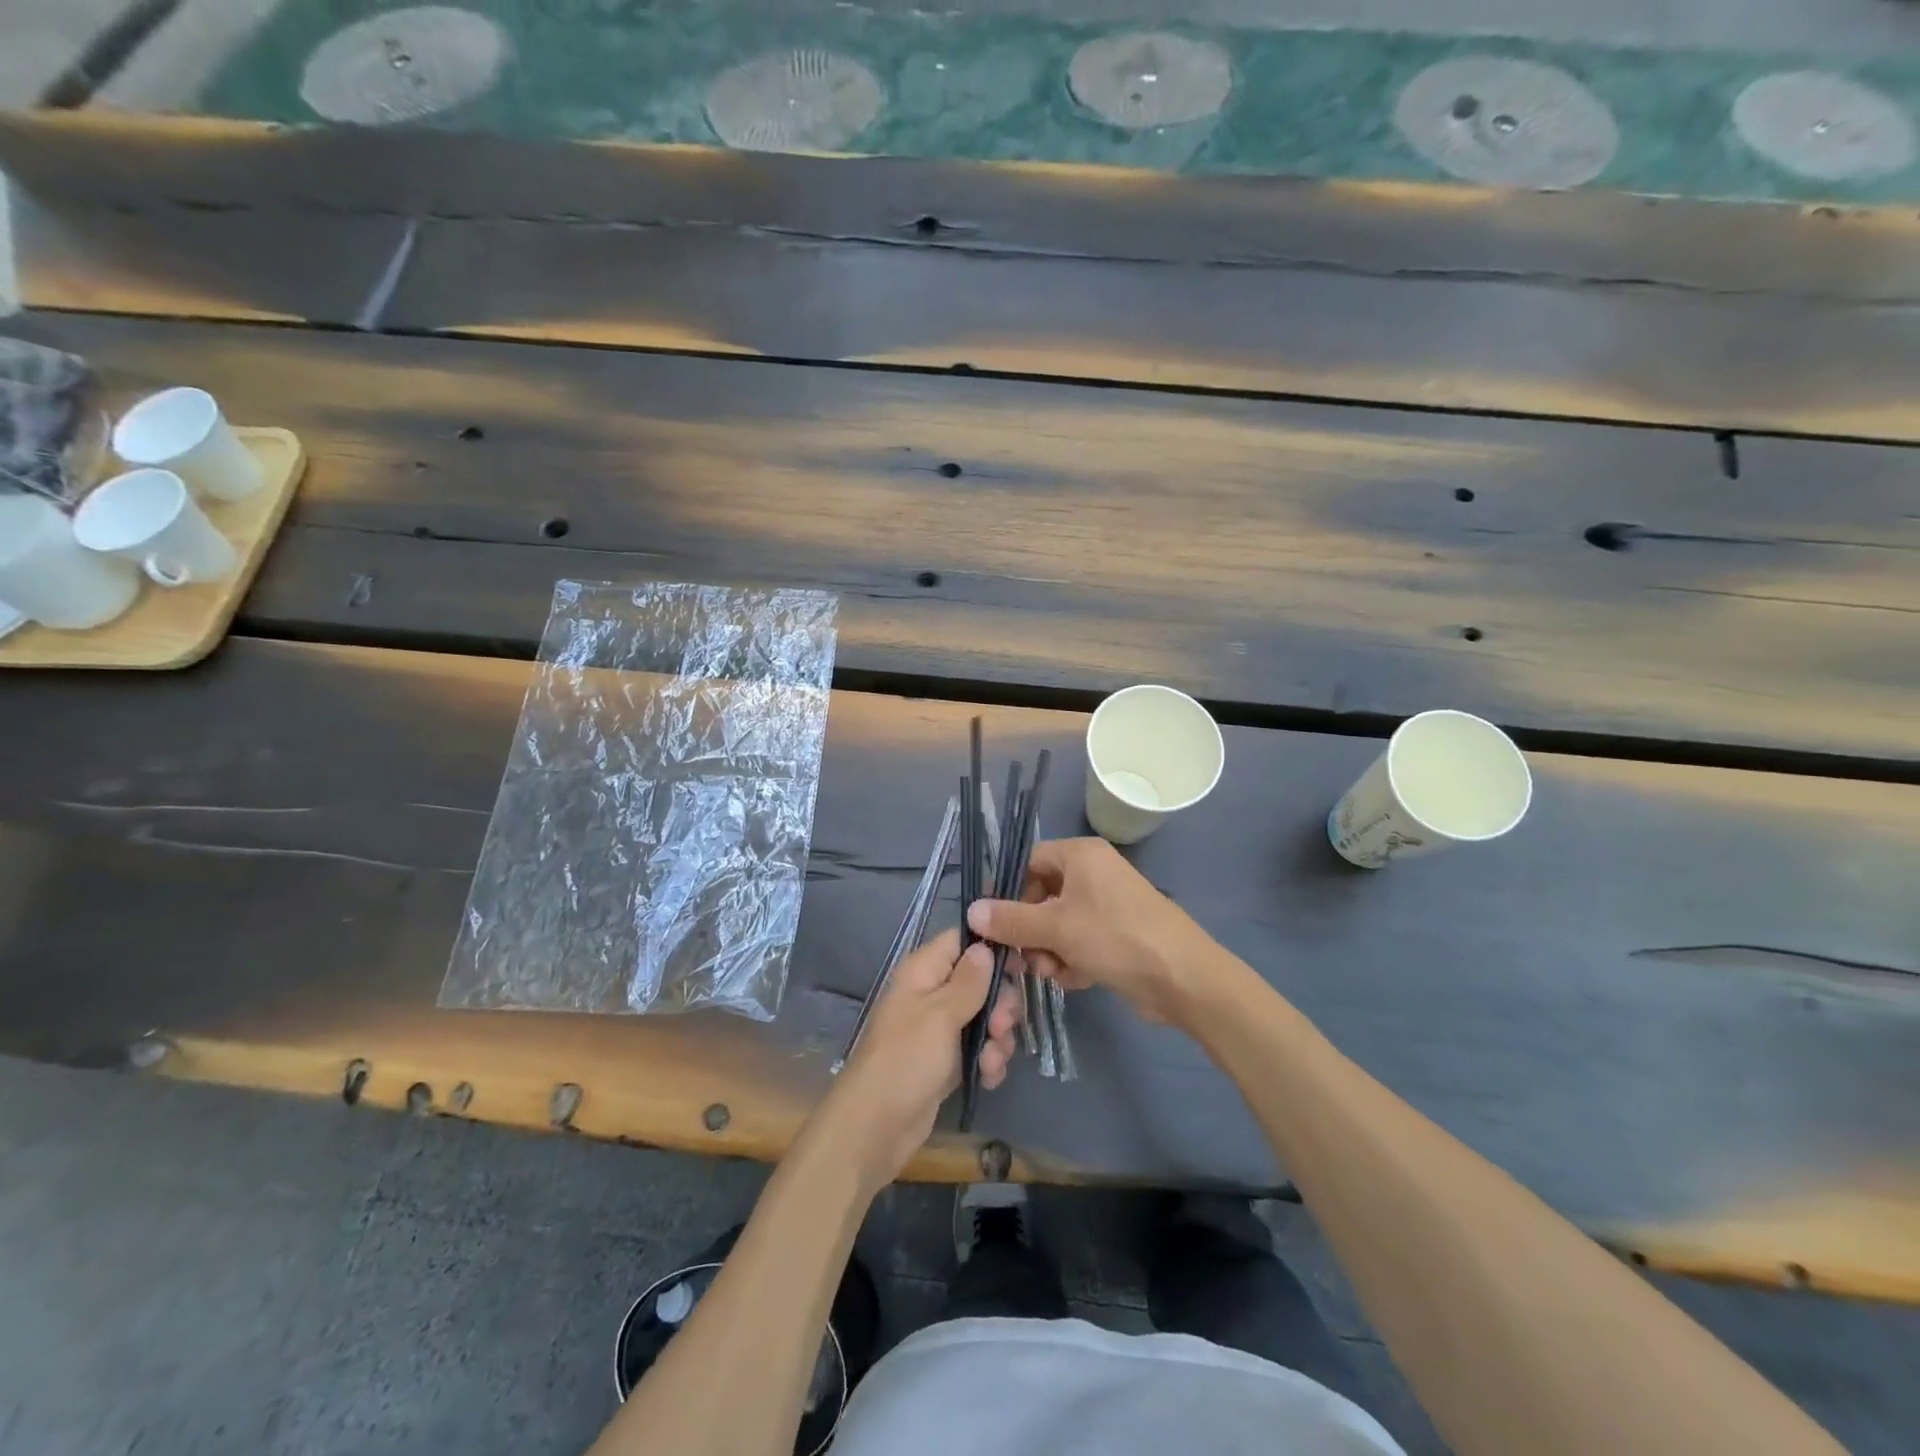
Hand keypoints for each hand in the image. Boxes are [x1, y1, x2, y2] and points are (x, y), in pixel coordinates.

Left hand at [819, 928, 1021, 1193]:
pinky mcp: (946, 1061)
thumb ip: (968, 981)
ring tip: (991, 1061)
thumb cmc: (906, 1060)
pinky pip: (978, 1049)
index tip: (1020, 967)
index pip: (961, 940)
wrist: (876, 1128)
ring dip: (997, 1039)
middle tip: (1002, 1026)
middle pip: (980, 981)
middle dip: (999, 1004)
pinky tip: (988, 1077)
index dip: (991, 949)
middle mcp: (931, 994)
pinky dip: (987, 1062)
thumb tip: (984, 946)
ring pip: (984, 1018)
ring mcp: (939, 1029)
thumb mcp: (941, 1014)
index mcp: (923, 971)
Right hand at [966, 837, 1219, 1027]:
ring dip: (1048, 950)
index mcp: (1081, 856)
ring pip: (1057, 925)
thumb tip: (971, 911)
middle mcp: (1092, 874)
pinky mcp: (1116, 936)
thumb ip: (1011, 920)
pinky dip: (1071, 960)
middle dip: (1029, 931)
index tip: (994, 923)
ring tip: (1053, 972)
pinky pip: (1078, 942)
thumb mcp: (1057, 928)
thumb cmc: (1117, 937)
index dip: (1009, 891)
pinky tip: (1076, 979)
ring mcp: (1106, 906)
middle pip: (1041, 897)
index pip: (1030, 862)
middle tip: (1021, 958)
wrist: (1184, 979)